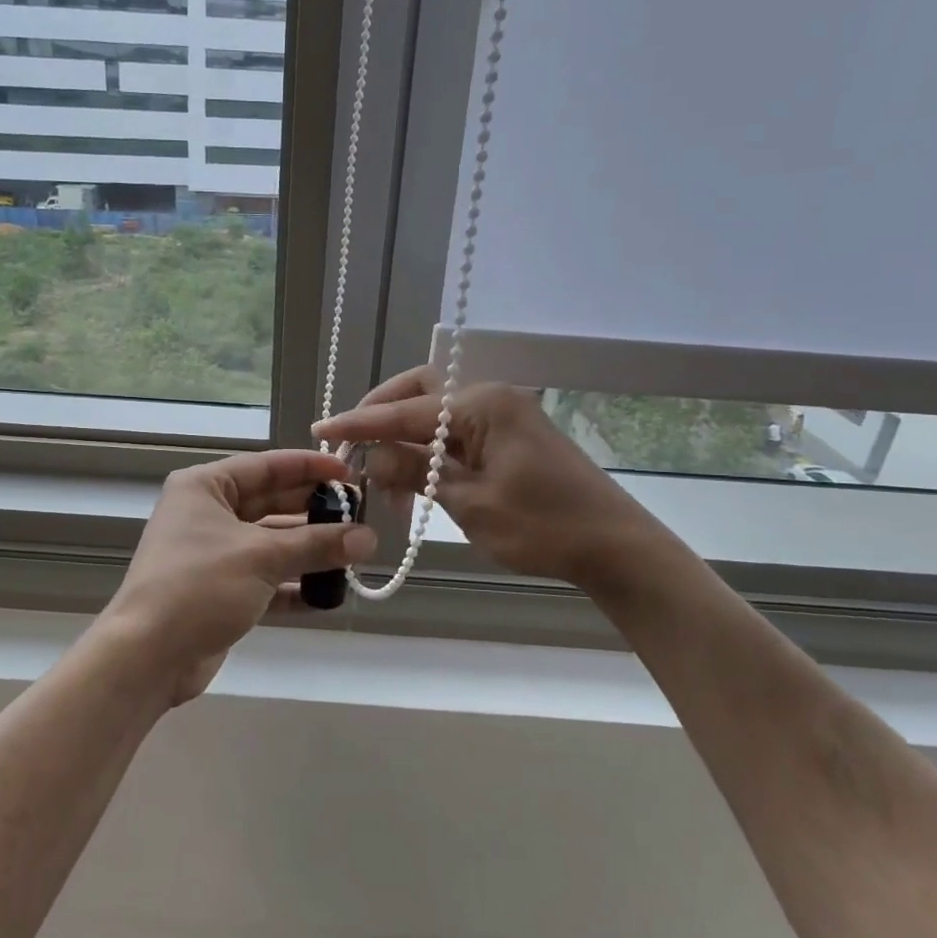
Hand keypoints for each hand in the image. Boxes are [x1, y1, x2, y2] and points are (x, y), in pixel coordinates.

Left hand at [102, 450, 377, 705]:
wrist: (147, 657)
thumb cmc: (199, 586)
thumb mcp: (262, 557)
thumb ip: (317, 544)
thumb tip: (369, 537)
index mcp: (206, 487)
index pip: (267, 466)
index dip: (310, 467)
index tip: (351, 471)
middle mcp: (207, 514)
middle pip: (272, 503)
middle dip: (315, 511)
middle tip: (361, 515)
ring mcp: (214, 554)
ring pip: (272, 543)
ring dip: (310, 550)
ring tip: (356, 553)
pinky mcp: (221, 591)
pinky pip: (266, 578)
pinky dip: (294, 584)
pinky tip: (330, 592)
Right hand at [313, 368, 670, 587]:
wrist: (614, 545)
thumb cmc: (543, 526)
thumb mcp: (470, 503)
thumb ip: (416, 473)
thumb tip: (372, 458)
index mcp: (482, 405)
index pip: (405, 411)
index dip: (360, 423)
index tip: (321, 430)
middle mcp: (490, 398)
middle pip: (421, 392)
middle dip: (383, 415)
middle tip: (354, 446)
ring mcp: (503, 415)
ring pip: (437, 415)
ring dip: (407, 441)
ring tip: (388, 486)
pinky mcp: (510, 437)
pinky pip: (458, 434)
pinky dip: (431, 453)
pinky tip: (419, 485)